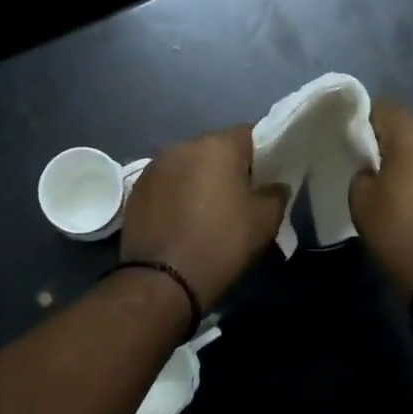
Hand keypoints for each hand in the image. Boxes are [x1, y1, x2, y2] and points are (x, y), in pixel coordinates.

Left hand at [121, 125, 286, 310]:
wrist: (162, 280)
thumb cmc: (221, 244)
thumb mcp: (265, 221)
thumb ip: (276, 194)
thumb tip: (274, 186)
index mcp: (217, 145)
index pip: (249, 134)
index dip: (262, 154)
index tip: (266, 178)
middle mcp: (183, 146)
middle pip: (215, 148)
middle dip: (228, 167)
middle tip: (240, 197)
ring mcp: (155, 166)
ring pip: (188, 165)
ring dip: (199, 180)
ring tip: (207, 211)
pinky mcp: (136, 189)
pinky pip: (166, 183)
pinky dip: (176, 195)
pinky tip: (181, 221)